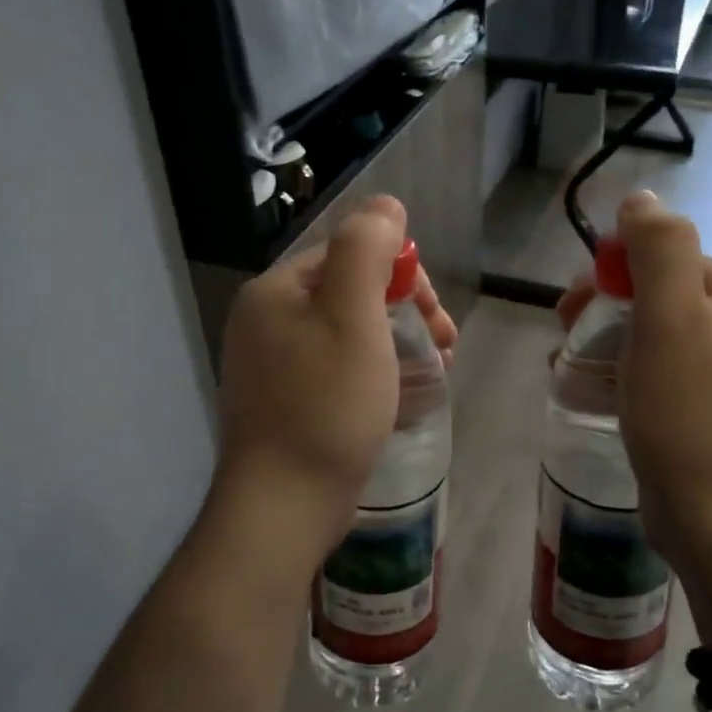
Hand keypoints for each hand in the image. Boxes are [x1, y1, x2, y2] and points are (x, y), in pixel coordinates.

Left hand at [215, 196, 456, 568]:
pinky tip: (401, 397)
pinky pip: (336, 370)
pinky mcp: (283, 403)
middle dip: (404, 311)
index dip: (401, 276)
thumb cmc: (326, 405)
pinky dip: (373, 374)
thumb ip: (367, 249)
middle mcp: (265, 321)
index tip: (436, 315)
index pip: (349, 255)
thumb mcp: (353, 315)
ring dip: (396, 343)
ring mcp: (270, 366)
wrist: (282, 507)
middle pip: (349, 294)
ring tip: (435, 373)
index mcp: (276, 292)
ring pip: (347, 334)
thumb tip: (384, 204)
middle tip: (446, 345)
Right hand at [560, 192, 711, 643]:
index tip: (568, 310)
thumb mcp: (670, 318)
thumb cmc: (689, 414)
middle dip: (606, 313)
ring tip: (571, 374)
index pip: (667, 261)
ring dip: (610, 347)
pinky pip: (669, 378)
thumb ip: (659, 248)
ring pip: (660, 340)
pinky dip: (631, 378)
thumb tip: (641, 197)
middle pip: (663, 299)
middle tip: (564, 343)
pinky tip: (602, 398)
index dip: (611, 277)